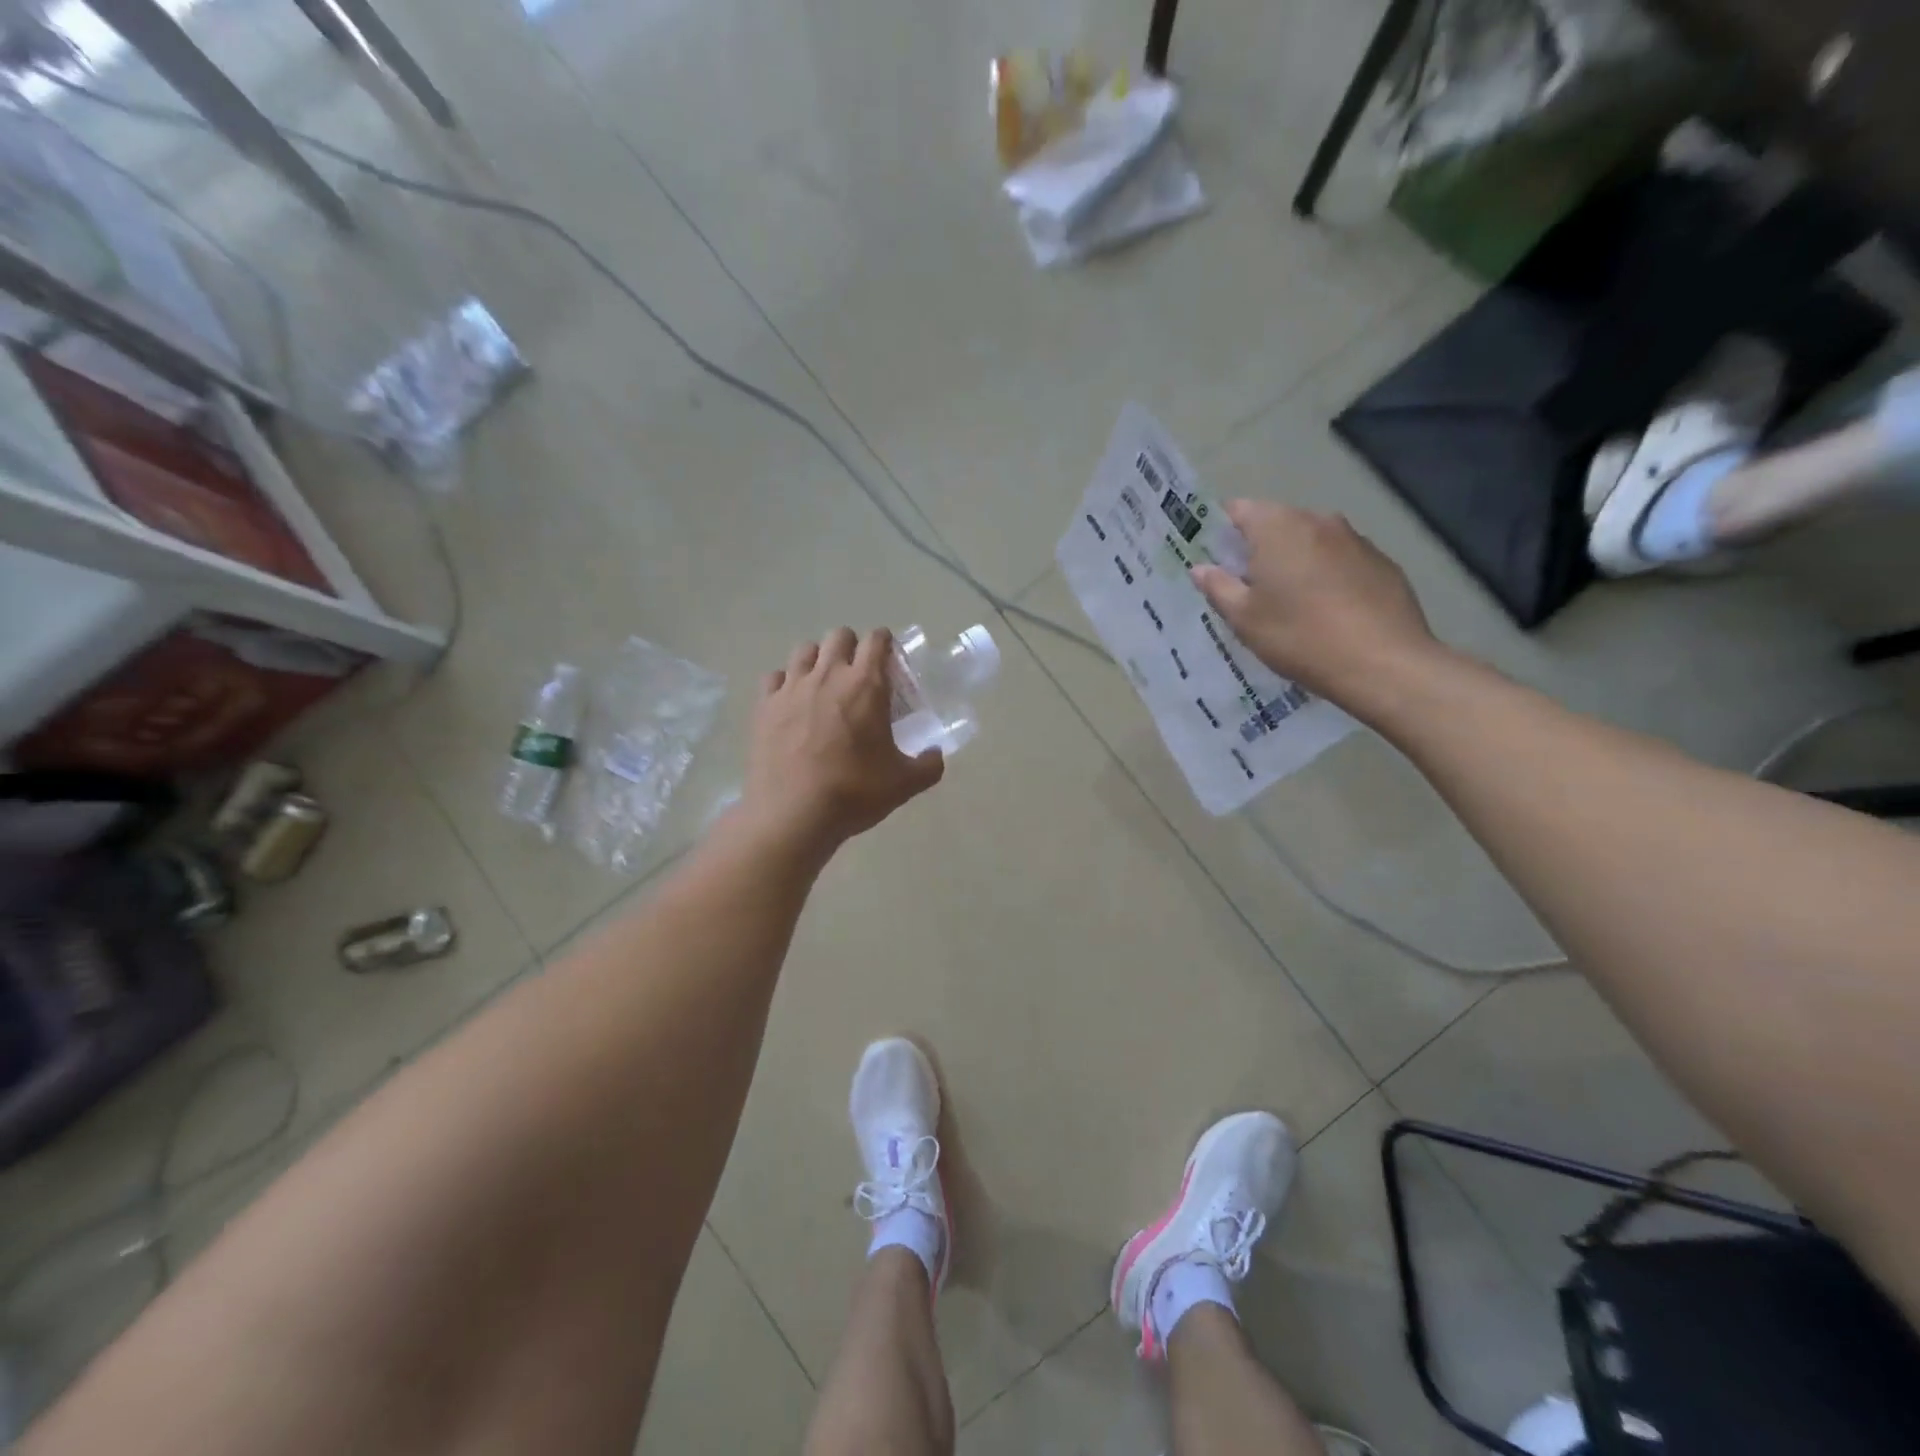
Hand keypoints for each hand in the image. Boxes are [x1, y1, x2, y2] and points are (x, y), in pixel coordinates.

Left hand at [738, 628, 944, 853]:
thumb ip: (928, 765)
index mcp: (866, 685)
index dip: (886, 644)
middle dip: (852, 647)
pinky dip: (785, 682)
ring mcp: (791, 688)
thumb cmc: (853, 793)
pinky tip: (792, 703)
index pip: (877, 640)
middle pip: (839, 636)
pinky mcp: (764, 706)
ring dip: (819, 660)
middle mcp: (828, 675)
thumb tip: (935, 755)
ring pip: (805, 650)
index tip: (890, 661)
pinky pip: (775, 677)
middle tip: (859, 676)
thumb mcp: (904, 784)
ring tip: (824, 685)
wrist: (793, 815)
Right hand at [1191, 500, 1439, 711]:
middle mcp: (1318, 521)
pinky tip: (1328, 612)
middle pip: (1277, 524)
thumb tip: (1201, 568)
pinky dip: (1328, 576)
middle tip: (1248, 590)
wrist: (1382, 663)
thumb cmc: (1299, 636)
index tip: (1217, 562)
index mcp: (1278, 527)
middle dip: (1259, 550)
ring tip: (1289, 604)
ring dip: (1295, 563)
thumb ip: (1219, 587)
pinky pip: (1342, 561)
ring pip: (1311, 542)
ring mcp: (1356, 539)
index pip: (1239, 510)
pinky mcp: (1383, 563)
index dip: (1222, 533)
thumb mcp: (1245, 619)